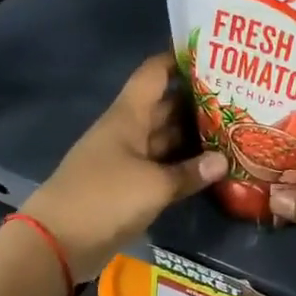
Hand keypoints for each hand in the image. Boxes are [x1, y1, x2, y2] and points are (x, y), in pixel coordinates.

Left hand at [21, 53, 225, 278]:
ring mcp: (127, 158)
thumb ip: (190, 172)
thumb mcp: (154, 185)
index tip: (211, 54)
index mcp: (128, 116)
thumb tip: (223, 160)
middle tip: (238, 96)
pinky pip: (161, 166)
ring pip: (165, 138)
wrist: (57, 242)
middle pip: (165, 106)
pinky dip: (183, 164)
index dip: (178, 59)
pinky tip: (211, 166)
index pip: (154, 74)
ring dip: (194, 135)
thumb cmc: (104, 198)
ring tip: (234, 127)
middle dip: (197, 100)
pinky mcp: (128, 185)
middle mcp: (128, 130)